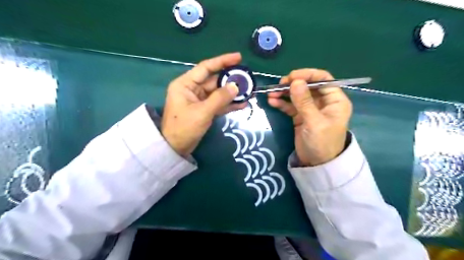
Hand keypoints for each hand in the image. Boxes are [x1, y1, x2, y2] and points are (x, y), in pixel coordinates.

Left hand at [162, 53, 246, 155]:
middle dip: (231, 80)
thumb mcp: (202, 112)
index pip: (206, 67)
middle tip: (248, 79)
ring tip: (249, 91)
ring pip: (218, 93)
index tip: (238, 57)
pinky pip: (218, 104)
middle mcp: (192, 89)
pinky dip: (229, 104)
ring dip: (232, 93)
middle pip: (214, 80)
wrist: (175, 148)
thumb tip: (236, 86)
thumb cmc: (184, 128)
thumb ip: (220, 98)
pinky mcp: (204, 110)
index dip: (222, 61)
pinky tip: (242, 103)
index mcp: (186, 84)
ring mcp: (199, 100)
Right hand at [268, 69, 351, 165]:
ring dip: (284, 93)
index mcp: (335, 100)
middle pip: (308, 86)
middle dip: (293, 84)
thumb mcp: (314, 122)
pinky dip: (282, 103)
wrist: (317, 164)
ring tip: (271, 94)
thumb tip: (295, 81)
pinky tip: (272, 102)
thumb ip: (304, 102)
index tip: (291, 77)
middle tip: (279, 85)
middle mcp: (324, 102)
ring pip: (297, 95)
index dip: (308, 75)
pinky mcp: (300, 116)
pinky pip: (291, 106)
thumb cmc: (322, 143)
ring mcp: (311, 109)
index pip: (323, 79)